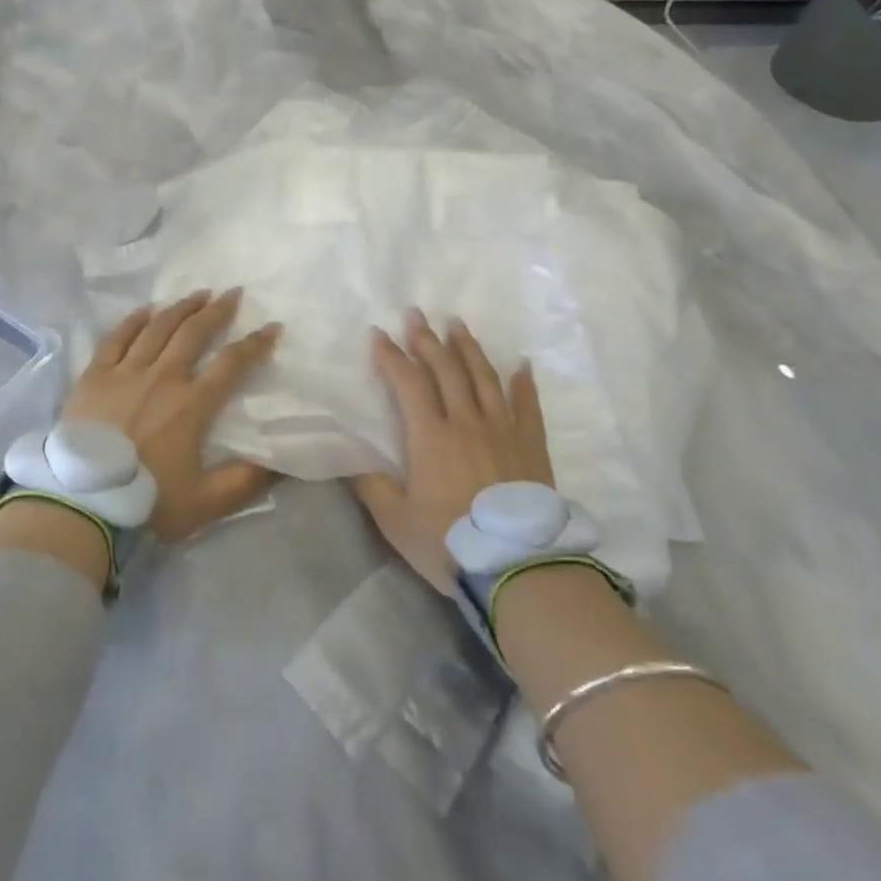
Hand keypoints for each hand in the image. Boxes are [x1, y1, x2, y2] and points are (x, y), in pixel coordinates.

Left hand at [63, 288, 281, 540]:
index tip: (271, 327)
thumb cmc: (145, 502)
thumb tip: (282, 461)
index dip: (255, 343)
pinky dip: (133, 320)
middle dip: (218, 310)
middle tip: (232, 293)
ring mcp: (125, 373)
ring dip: (181, 307)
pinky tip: (146, 310)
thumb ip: (246, 481)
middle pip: (194, 332)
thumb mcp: (206, 502)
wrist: (81, 503)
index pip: (232, 363)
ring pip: (157, 328)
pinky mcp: (95, 376)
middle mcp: (162, 378)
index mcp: (192, 405)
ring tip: (197, 294)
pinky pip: (117, 337)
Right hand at [355, 309, 549, 593]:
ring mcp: (503, 430)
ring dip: (468, 348)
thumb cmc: (450, 542)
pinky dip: (523, 383)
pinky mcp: (531, 446)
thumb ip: (372, 486)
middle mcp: (466, 421)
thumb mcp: (396, 521)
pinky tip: (521, 365)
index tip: (379, 333)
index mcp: (430, 436)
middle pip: (445, 369)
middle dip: (427, 339)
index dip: (391, 356)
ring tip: (457, 324)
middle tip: (416, 313)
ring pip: (483, 378)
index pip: (408, 382)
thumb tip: (349, 459)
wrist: (517, 566)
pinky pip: (527, 406)